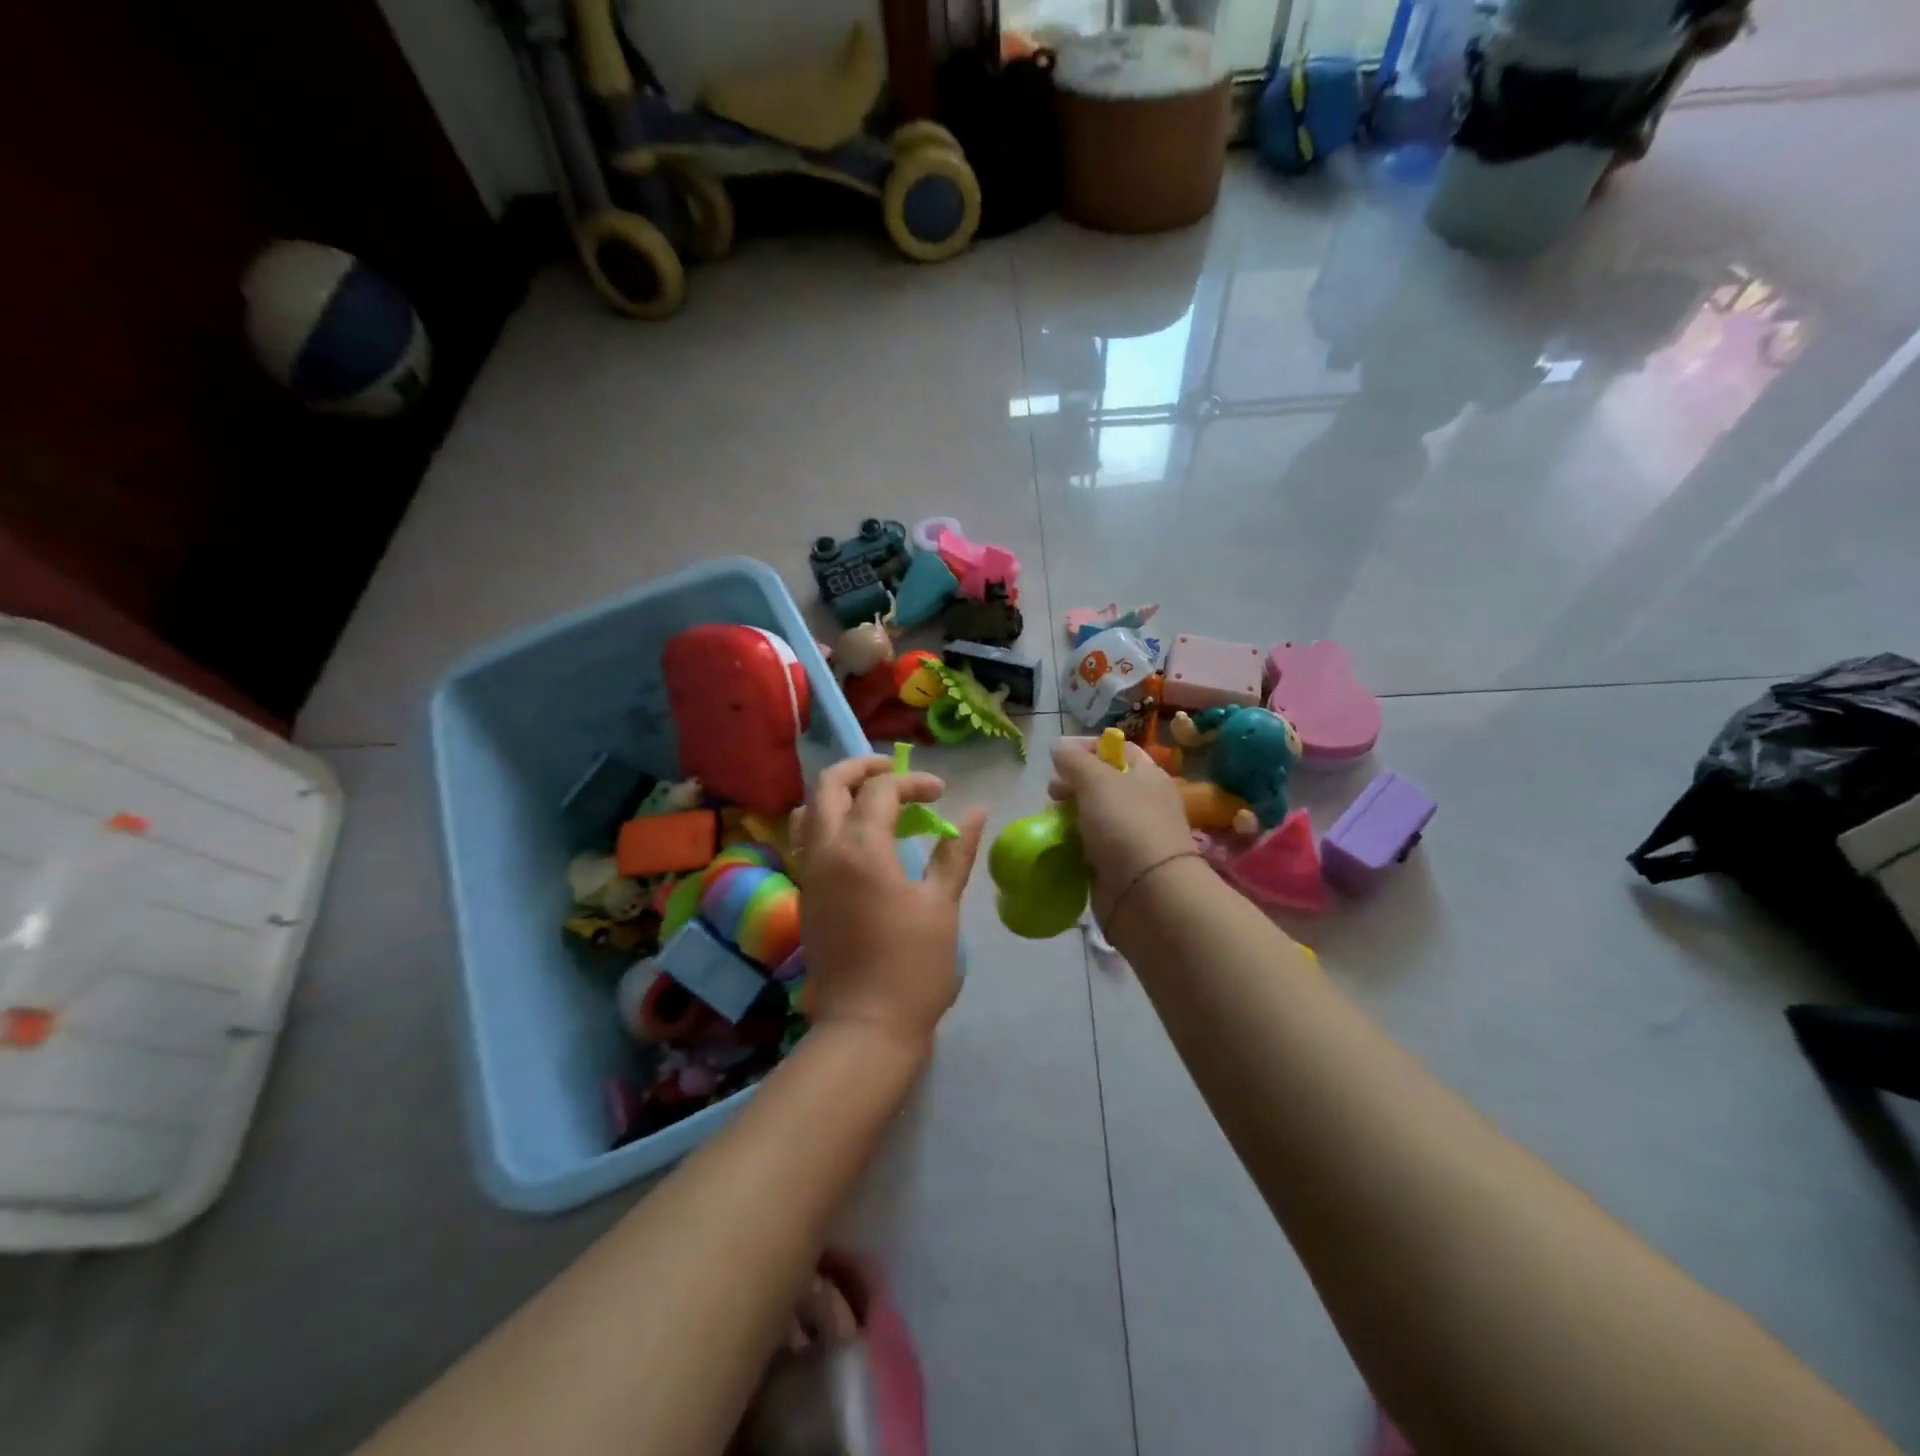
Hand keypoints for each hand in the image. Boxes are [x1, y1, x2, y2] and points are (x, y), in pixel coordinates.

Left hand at [793, 756, 986, 1052]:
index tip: (941, 795)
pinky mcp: (805, 895)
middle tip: (894, 772)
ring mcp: (809, 873)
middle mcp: (825, 851)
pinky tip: (858, 839)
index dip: (913, 783)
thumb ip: (954, 851)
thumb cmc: (913, 965)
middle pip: (828, 785)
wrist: (866, 1025)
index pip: (881, 790)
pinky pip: (806, 840)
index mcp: (860, 847)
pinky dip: (828, 822)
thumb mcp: (941, 904)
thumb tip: (976, 811)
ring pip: (808, 811)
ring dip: (837, 794)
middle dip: (861, 768)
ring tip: (871, 800)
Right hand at [1048, 738, 1194, 908]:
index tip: (1059, 759)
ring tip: (1052, 822)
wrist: (1149, 895)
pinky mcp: (1119, 865)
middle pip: (1102, 783)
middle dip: (1072, 785)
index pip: (1118, 749)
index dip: (1088, 748)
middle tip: (1052, 795)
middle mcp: (1144, 802)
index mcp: (1148, 776)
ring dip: (1070, 816)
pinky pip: (1091, 847)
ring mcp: (1132, 836)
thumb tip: (1059, 748)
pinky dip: (1075, 845)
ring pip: (1094, 816)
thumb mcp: (1097, 781)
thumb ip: (1075, 761)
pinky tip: (1060, 847)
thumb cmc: (1126, 826)